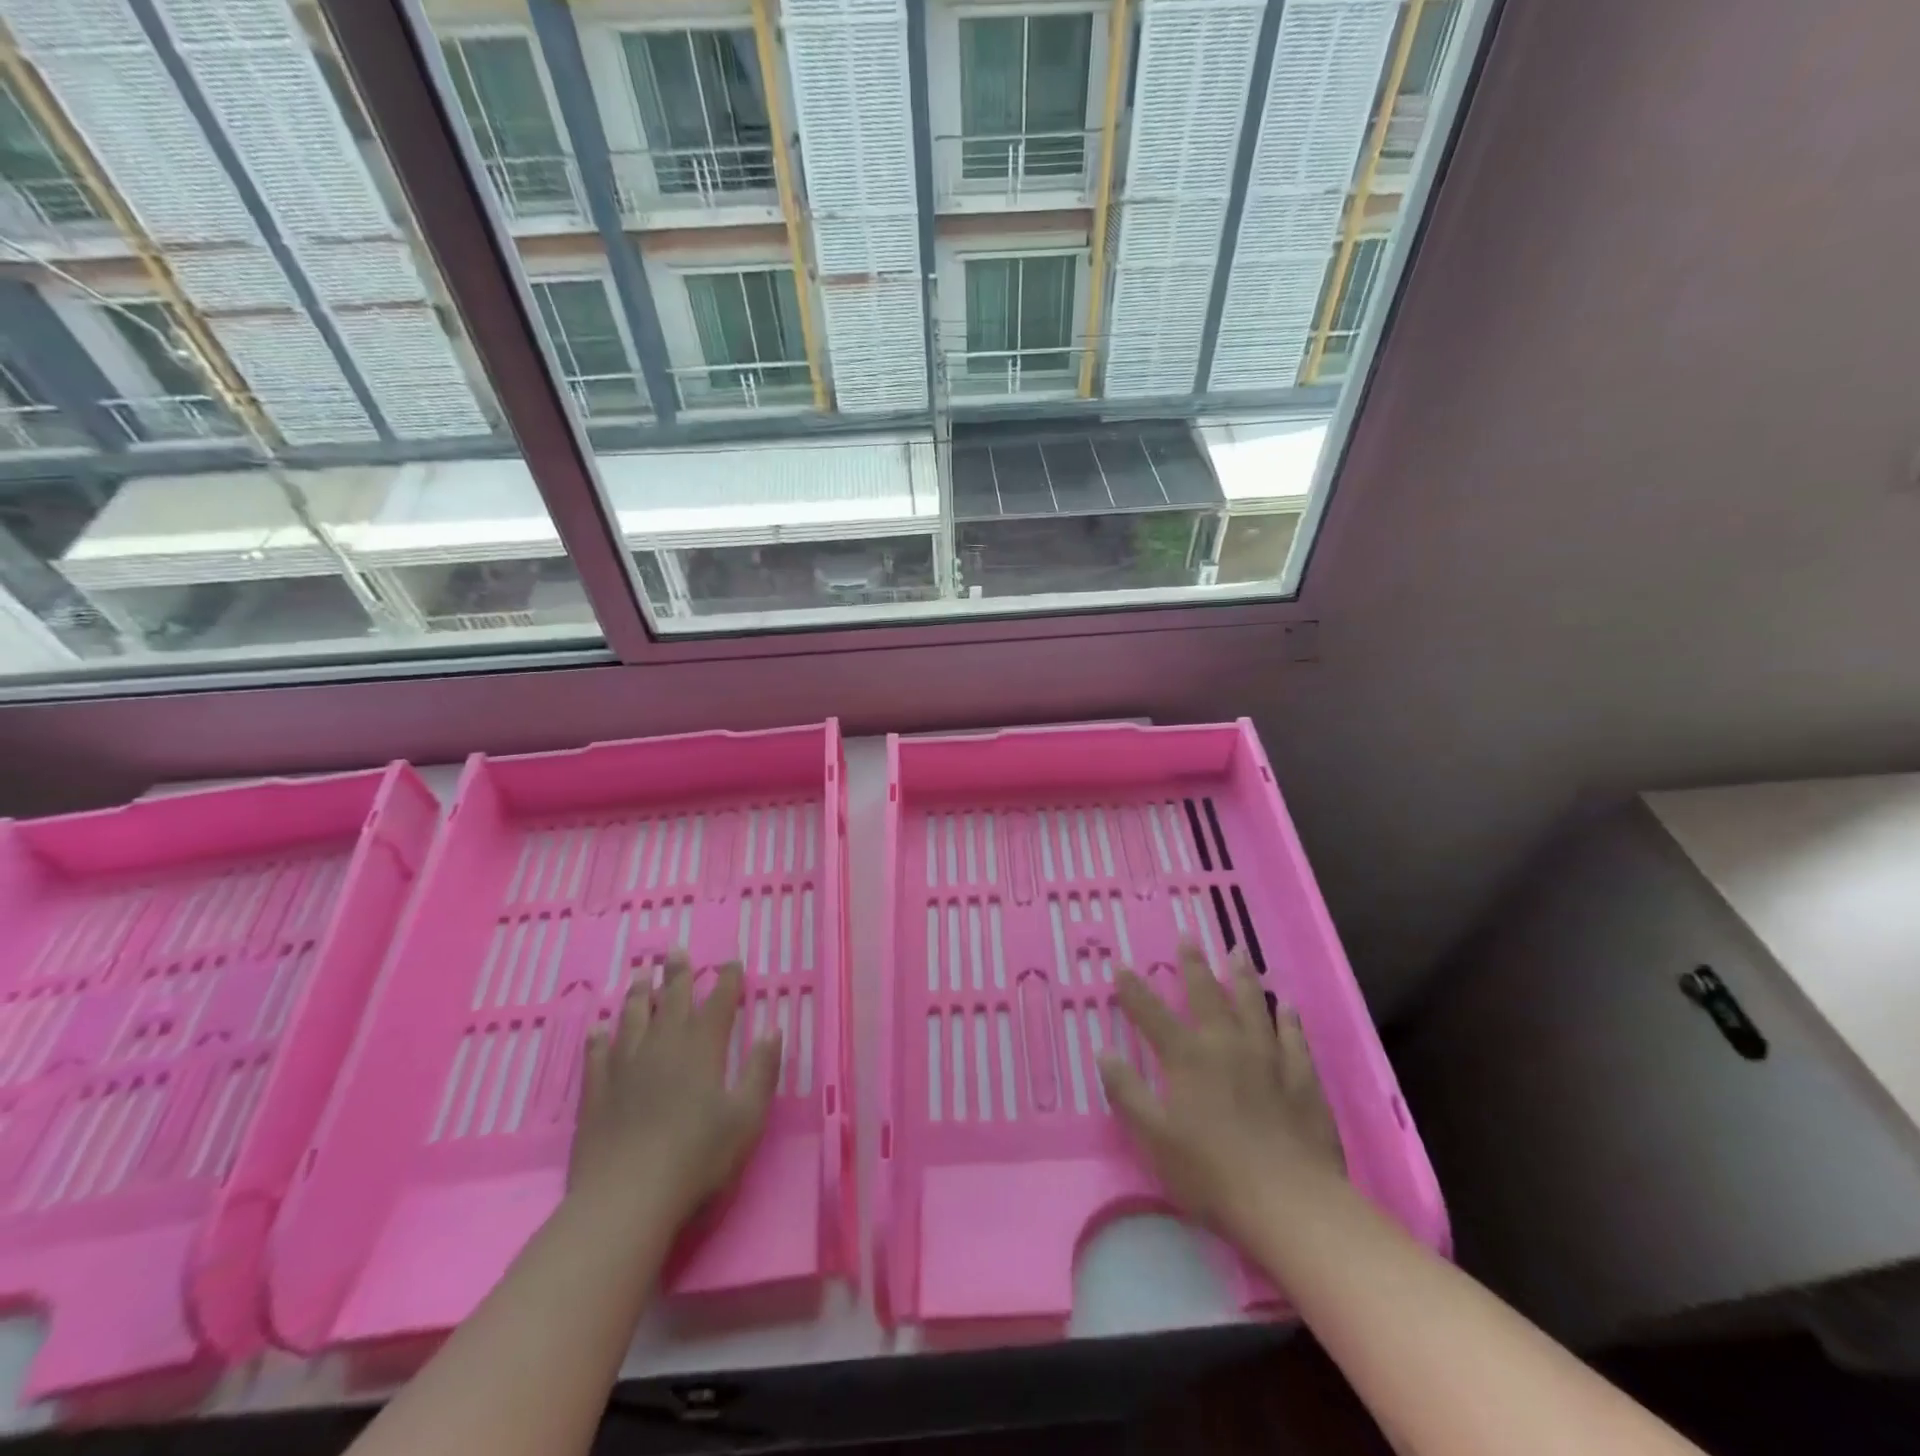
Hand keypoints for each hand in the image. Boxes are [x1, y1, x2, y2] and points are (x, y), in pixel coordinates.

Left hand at [567, 951, 780, 1231]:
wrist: (627, 1198)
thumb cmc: (698, 1157)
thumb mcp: (747, 1117)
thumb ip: (762, 1070)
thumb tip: (772, 1029)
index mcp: (703, 1048)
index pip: (719, 1003)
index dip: (727, 980)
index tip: (732, 962)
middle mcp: (664, 1046)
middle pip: (671, 999)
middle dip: (678, 973)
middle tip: (677, 950)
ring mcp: (625, 1067)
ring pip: (632, 1018)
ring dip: (638, 995)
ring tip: (640, 976)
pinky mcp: (597, 1092)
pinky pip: (597, 1055)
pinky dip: (599, 1038)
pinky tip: (598, 1029)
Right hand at [1099, 943, 1344, 1244]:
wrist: (1290, 1202)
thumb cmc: (1212, 1173)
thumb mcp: (1155, 1138)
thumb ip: (1128, 1093)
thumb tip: (1104, 1052)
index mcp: (1187, 1058)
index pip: (1152, 1014)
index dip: (1134, 990)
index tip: (1121, 966)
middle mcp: (1225, 1045)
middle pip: (1206, 996)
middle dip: (1192, 966)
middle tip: (1187, 937)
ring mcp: (1268, 1057)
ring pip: (1253, 1005)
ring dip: (1243, 977)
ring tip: (1237, 952)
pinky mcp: (1302, 1078)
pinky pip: (1293, 1038)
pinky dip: (1288, 1019)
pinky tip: (1287, 1005)